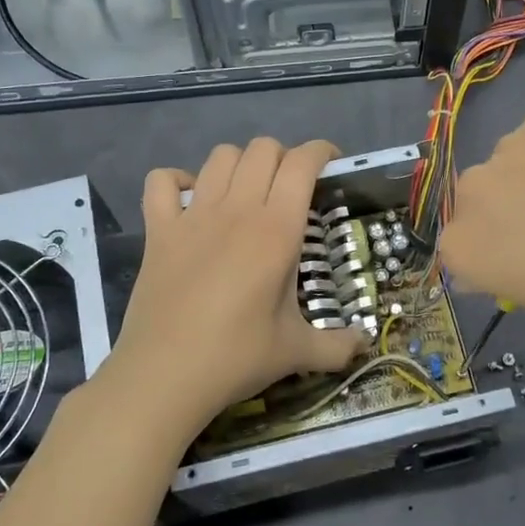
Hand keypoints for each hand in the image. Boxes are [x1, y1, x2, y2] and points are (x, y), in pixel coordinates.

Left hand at [105, 137, 365, 436]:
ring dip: (240, 163)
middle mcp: (237, 210)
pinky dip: (177, 180)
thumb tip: (366, 345)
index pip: (302, 164)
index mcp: (277, 230)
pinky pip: (161, 181)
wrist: (164, 376)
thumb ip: (338, 346)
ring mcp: (193, 216)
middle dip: (283, 157)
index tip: (331, 164)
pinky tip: (191, 200)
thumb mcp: (297, 352)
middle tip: (291, 187)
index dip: (321, 152)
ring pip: (219, 156)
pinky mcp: (158, 230)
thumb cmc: (236, 357)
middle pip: (262, 149)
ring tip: (247, 191)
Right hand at [440, 105, 524, 320]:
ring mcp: (505, 148)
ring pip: (509, 165)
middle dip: (504, 211)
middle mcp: (471, 193)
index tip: (524, 263)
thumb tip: (504, 260)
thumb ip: (510, 276)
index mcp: (462, 247)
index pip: (459, 250)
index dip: (492, 256)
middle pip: (478, 202)